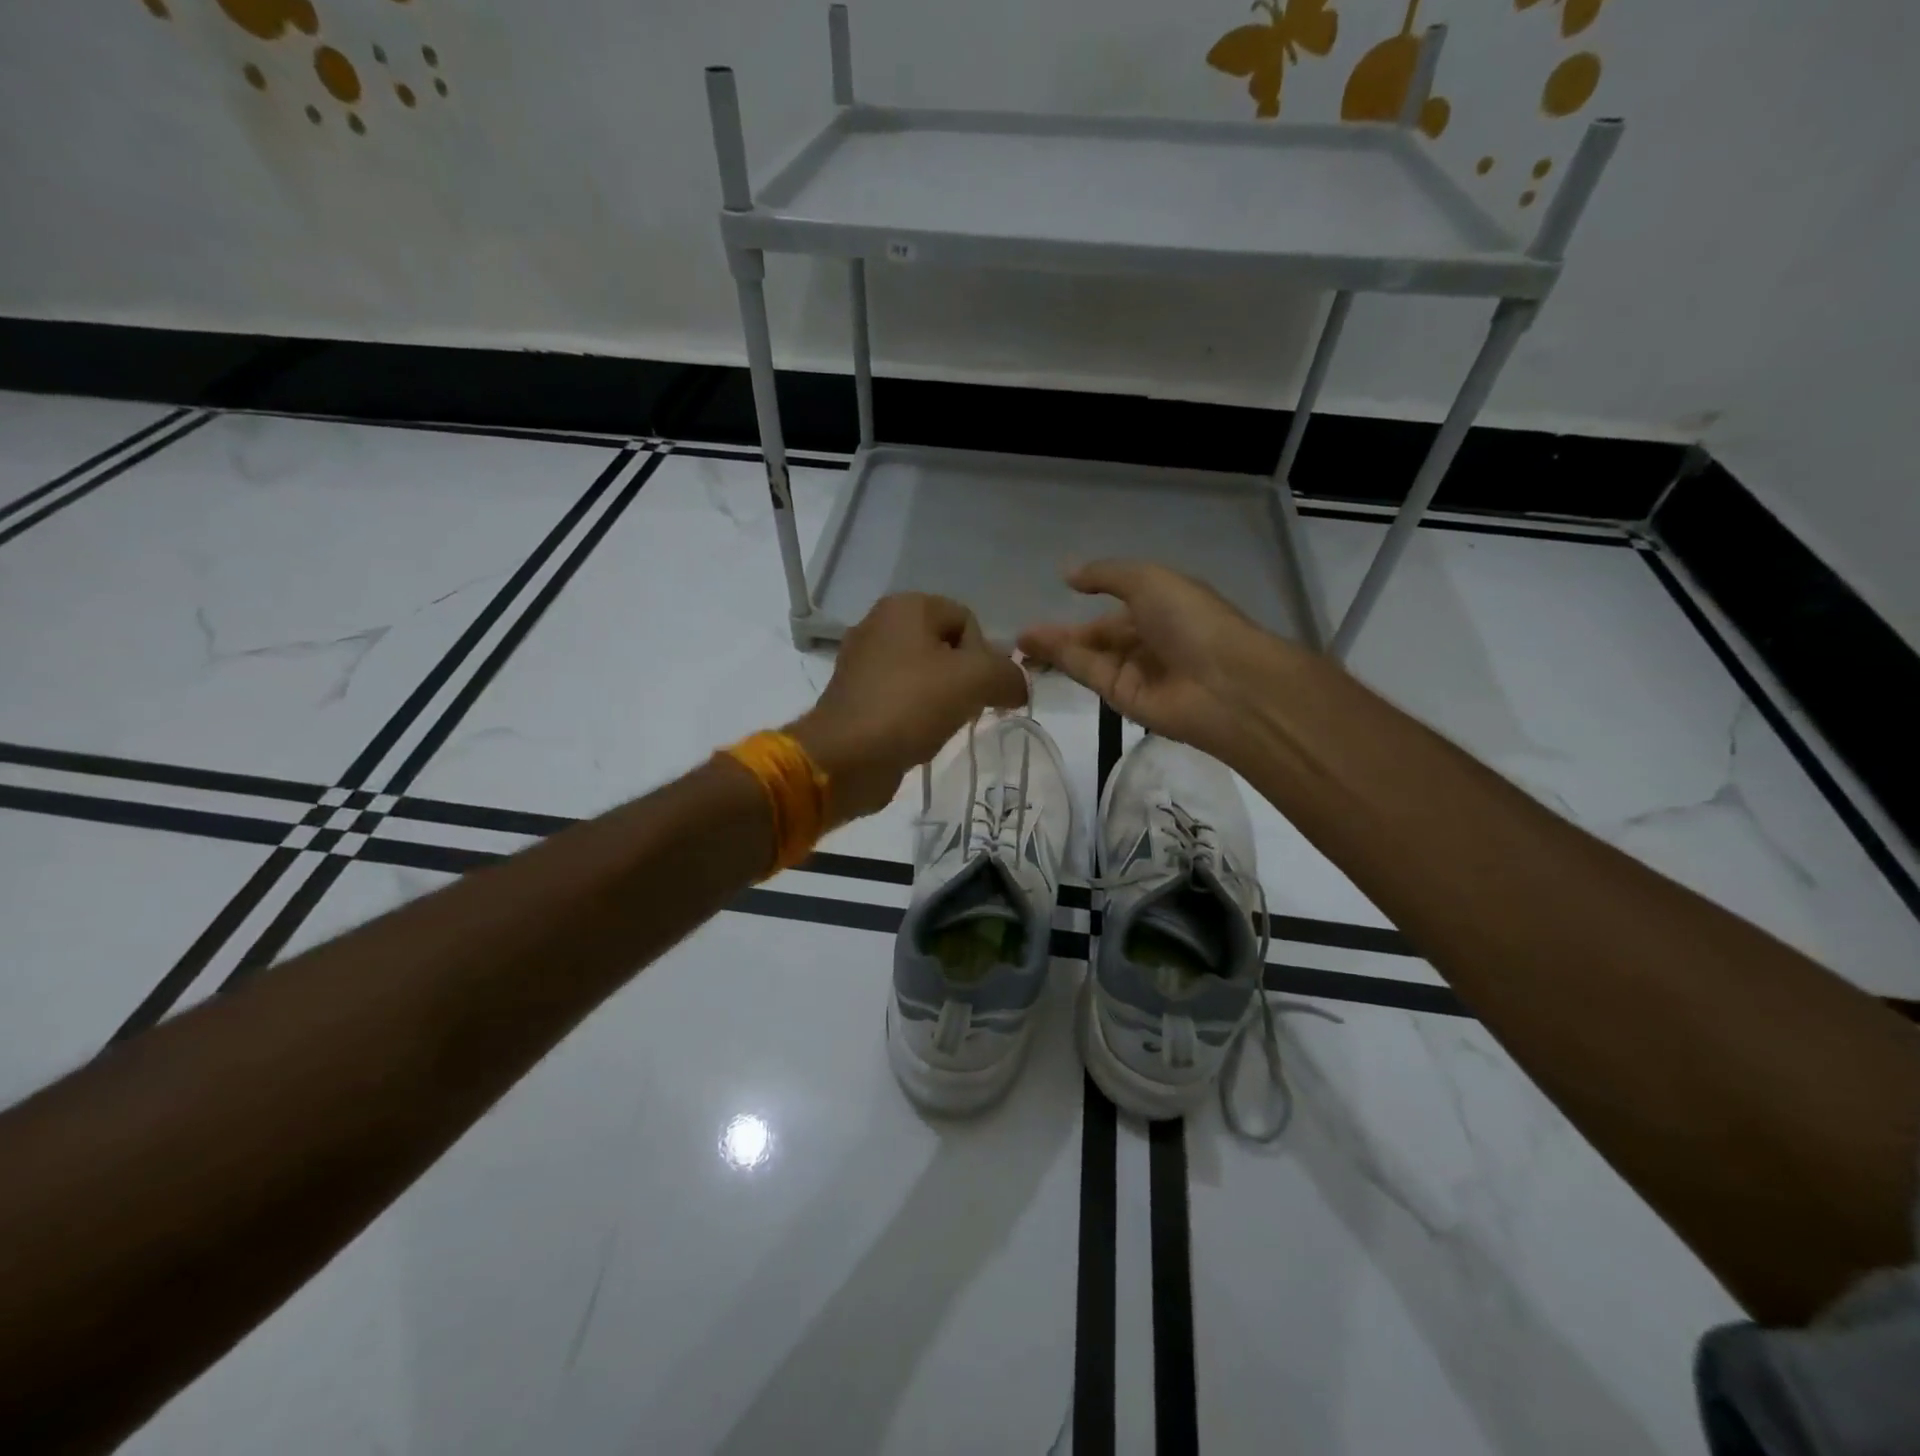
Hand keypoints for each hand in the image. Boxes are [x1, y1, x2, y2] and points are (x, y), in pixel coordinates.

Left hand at [789, 593, 1027, 824]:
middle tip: (965, 709)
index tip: (979, 689)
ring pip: (925, 675)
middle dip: (965, 679)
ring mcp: (862, 663)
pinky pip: (902, 698)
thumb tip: (1017, 688)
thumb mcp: (976, 680)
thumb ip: (1009, 675)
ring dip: (943, 700)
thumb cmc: (911, 705)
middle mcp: (879, 624)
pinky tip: (919, 737)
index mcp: (905, 606)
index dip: (985, 655)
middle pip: (946, 648)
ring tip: (942, 726)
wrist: (846, 758)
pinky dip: (917, 715)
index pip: (967, 620)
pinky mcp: (855, 697)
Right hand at [1018, 561, 1300, 763]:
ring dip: (1053, 649)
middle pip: (1095, 638)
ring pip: (1086, 658)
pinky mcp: (1123, 700)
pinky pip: (1089, 675)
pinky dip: (1064, 663)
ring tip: (1017, 644)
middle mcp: (1146, 641)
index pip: (1114, 609)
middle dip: (1060, 635)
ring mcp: (1134, 672)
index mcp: (1161, 608)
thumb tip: (1068, 573)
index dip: (1082, 606)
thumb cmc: (1192, 620)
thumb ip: (1106, 575)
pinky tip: (1035, 652)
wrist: (1225, 683)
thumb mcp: (1148, 580)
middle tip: (1019, 636)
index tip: (1050, 601)